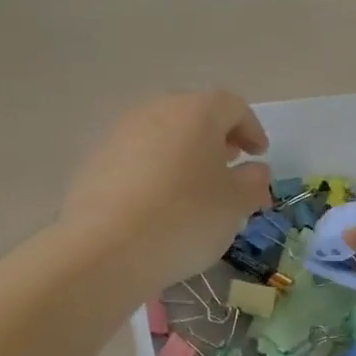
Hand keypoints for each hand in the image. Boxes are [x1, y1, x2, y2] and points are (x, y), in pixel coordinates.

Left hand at [61, 91, 271, 291]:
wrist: (105, 248)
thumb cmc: (184, 218)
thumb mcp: (235, 206)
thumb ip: (253, 182)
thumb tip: (254, 170)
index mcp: (196, 112)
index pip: (232, 106)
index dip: (251, 129)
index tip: (260, 155)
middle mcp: (156, 111)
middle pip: (194, 115)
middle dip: (216, 138)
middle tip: (229, 164)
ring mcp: (120, 133)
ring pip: (163, 134)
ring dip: (184, 153)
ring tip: (194, 185)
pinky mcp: (96, 160)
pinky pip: (136, 156)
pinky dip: (155, 170)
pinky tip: (159, 202)